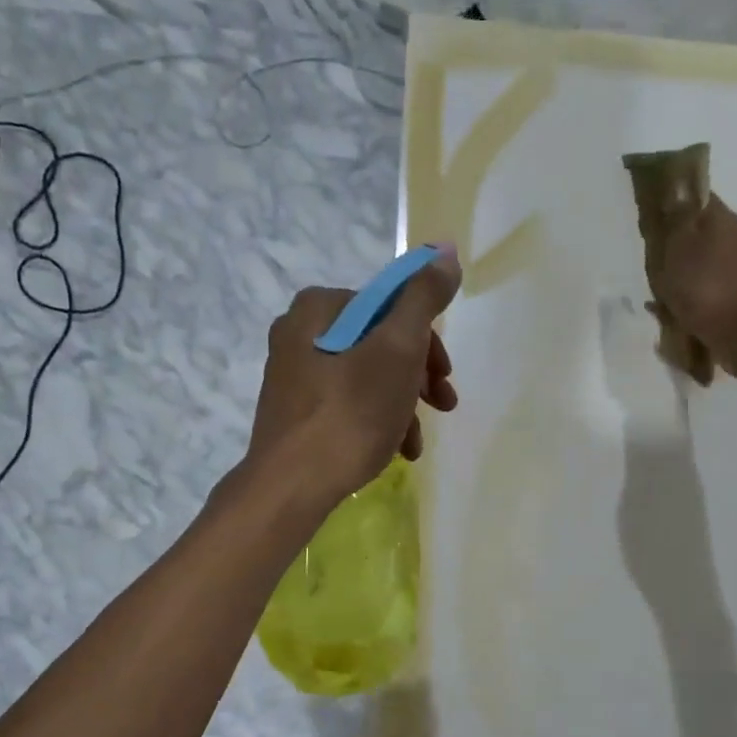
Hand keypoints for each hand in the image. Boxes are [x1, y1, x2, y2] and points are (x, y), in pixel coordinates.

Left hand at [246, 244, 461, 506]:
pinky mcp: (297, 413)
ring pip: (367, 377)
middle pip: (380, 343)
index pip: (390, 307)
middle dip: (417, 377)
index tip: (444, 378)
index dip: (427, 342)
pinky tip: (396, 450)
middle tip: (442, 405)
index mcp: (318, 308)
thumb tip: (443, 250)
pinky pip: (348, 405)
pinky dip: (377, 422)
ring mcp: (295, 376)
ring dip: (402, 405)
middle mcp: (299, 333)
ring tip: (415, 442)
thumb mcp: (396, 350)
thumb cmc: (349, 414)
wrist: (291, 486)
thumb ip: (422, 299)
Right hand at [653, 195, 736, 379]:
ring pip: (701, 261)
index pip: (697, 196)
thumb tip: (676, 191)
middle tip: (652, 259)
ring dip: (681, 272)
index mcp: (721, 218)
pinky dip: (689, 295)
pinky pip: (705, 288)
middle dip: (675, 243)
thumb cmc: (704, 285)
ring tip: (657, 291)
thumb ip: (676, 218)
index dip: (674, 202)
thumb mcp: (679, 246)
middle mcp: (734, 237)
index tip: (654, 216)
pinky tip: (672, 311)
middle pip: (698, 231)